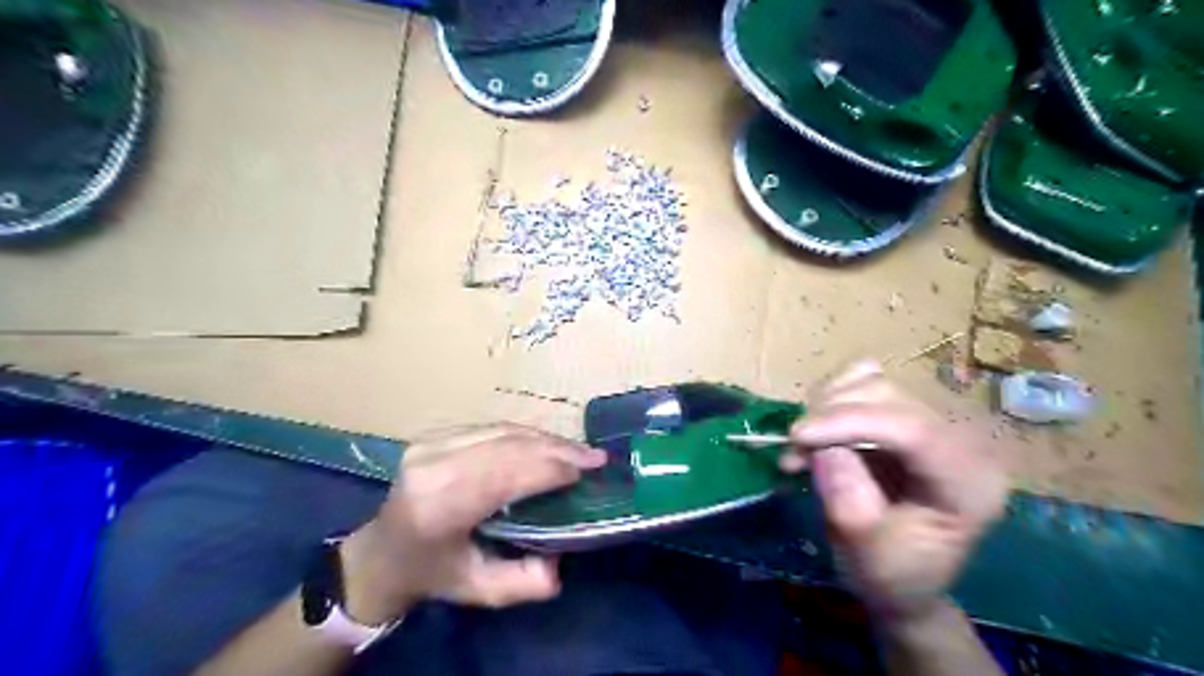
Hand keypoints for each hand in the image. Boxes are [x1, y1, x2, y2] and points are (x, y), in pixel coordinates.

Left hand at [338, 424, 605, 626]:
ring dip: (545, 439)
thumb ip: (522, 582)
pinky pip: (492, 428)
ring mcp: (431, 444)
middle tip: (595, 457)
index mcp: (438, 507)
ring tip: (578, 450)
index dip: (549, 469)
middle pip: (508, 445)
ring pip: (502, 430)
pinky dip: (526, 435)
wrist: (381, 552)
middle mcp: (432, 466)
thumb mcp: (478, 590)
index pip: (504, 475)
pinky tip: (548, 444)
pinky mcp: (435, 435)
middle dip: (557, 449)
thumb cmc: (432, 573)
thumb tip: (560, 563)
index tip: (586, 473)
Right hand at [781, 364, 1007, 622]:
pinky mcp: (907, 411)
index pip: (913, 430)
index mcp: (970, 483)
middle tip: (793, 451)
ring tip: (802, 445)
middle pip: (888, 397)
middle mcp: (961, 439)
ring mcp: (934, 420)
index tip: (797, 435)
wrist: (902, 575)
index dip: (850, 422)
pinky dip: (832, 396)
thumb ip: (845, 493)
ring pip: (870, 382)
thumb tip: (821, 445)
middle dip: (829, 416)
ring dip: (824, 406)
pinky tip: (820, 425)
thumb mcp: (864, 547)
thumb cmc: (890, 572)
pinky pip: (864, 380)